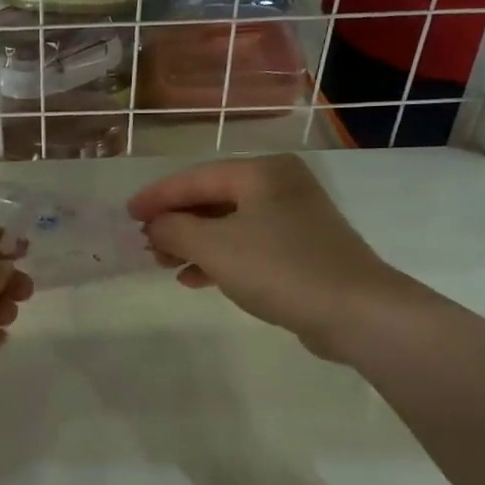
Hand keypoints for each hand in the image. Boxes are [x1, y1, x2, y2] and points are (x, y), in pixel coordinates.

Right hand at [127, 154, 416, 361]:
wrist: (357, 312)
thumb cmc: (280, 268)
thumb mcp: (215, 246)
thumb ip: (175, 229)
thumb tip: (155, 225)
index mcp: (261, 172)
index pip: (195, 178)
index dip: (157, 196)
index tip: (127, 215)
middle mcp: (279, 186)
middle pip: (212, 199)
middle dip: (176, 222)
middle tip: (146, 243)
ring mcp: (294, 218)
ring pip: (228, 224)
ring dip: (194, 242)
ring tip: (164, 263)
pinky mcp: (302, 250)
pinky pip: (248, 245)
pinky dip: (219, 258)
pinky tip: (195, 279)